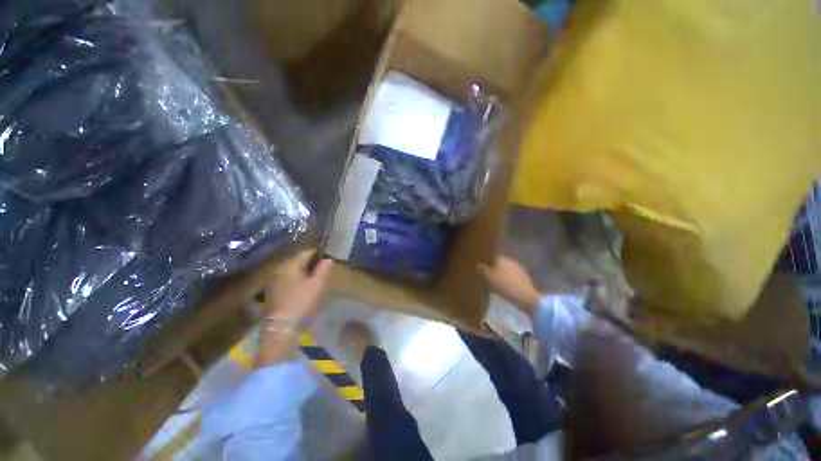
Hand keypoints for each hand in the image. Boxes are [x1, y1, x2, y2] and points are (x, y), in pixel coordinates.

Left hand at [265, 250, 333, 323]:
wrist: (280, 329)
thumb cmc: (302, 303)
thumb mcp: (318, 285)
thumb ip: (324, 269)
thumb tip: (328, 259)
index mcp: (290, 264)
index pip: (307, 252)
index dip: (319, 255)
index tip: (328, 262)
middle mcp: (279, 269)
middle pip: (299, 261)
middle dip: (311, 265)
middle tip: (323, 273)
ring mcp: (273, 281)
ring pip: (292, 271)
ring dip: (303, 274)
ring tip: (314, 282)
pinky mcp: (271, 292)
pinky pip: (287, 281)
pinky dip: (296, 282)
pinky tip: (302, 291)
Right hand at [479, 256, 540, 316]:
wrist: (526, 298)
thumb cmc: (505, 286)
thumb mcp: (488, 278)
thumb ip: (481, 269)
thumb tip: (477, 265)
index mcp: (502, 259)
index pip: (491, 255)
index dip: (485, 260)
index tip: (479, 265)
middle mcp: (511, 261)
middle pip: (499, 263)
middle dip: (492, 268)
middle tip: (484, 274)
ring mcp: (519, 270)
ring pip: (505, 270)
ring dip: (499, 275)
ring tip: (492, 281)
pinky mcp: (524, 280)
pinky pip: (511, 278)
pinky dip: (506, 281)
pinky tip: (503, 287)